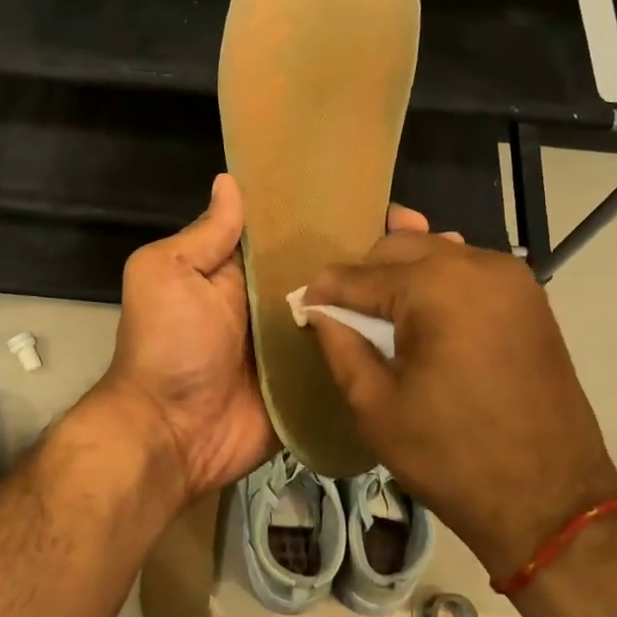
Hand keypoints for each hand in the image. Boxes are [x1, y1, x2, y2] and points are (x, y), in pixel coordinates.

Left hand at [93, 175, 439, 504]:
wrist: (172, 435)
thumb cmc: (168, 345)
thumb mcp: (168, 274)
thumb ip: (205, 235)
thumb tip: (230, 181)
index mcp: (243, 270)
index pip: (295, 232)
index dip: (332, 213)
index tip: (385, 199)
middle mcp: (275, 302)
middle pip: (331, 270)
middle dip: (376, 253)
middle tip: (436, 236)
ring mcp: (299, 344)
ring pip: (349, 312)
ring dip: (389, 297)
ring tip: (448, 274)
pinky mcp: (314, 382)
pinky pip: (350, 358)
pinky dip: (380, 346)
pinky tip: (435, 331)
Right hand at [305, 235, 616, 578]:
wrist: (551, 501)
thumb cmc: (451, 456)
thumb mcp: (375, 406)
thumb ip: (340, 344)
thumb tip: (318, 310)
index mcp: (436, 287)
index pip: (359, 275)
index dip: (324, 291)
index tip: (301, 308)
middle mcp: (477, 265)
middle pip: (399, 248)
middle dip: (364, 276)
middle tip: (342, 315)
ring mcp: (511, 278)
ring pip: (436, 252)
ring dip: (402, 274)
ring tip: (380, 314)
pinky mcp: (530, 297)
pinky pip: (469, 270)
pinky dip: (439, 281)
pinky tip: (424, 310)